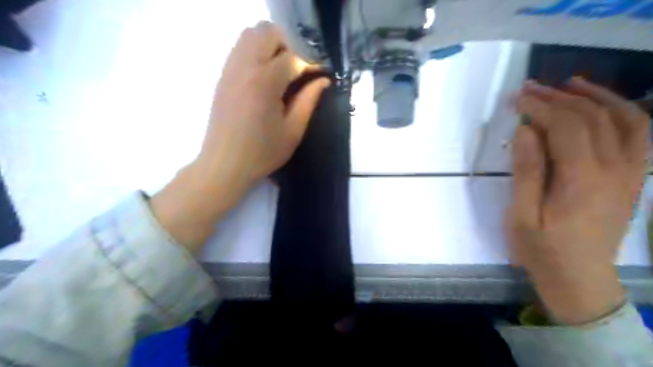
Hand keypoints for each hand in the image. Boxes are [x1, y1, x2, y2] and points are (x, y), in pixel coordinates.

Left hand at [150, 21, 328, 251]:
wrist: (224, 165)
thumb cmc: (262, 153)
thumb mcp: (293, 131)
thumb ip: (309, 101)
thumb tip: (323, 80)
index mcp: (265, 82)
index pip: (293, 57)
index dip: (310, 64)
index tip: (319, 75)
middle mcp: (245, 67)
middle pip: (269, 33)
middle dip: (290, 46)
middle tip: (299, 70)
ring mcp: (230, 69)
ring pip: (251, 35)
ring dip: (271, 45)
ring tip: (282, 71)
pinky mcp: (222, 76)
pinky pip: (240, 48)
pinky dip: (256, 51)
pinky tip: (265, 76)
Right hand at [506, 78, 649, 324]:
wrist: (580, 279)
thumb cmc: (542, 249)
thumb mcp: (522, 215)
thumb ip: (526, 171)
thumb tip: (524, 131)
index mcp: (582, 180)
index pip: (565, 127)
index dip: (540, 107)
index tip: (517, 98)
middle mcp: (615, 170)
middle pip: (591, 118)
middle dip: (558, 98)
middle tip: (530, 88)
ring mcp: (631, 174)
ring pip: (624, 120)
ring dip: (596, 96)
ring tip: (570, 84)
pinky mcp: (633, 179)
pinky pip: (639, 136)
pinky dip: (624, 113)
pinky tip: (604, 106)